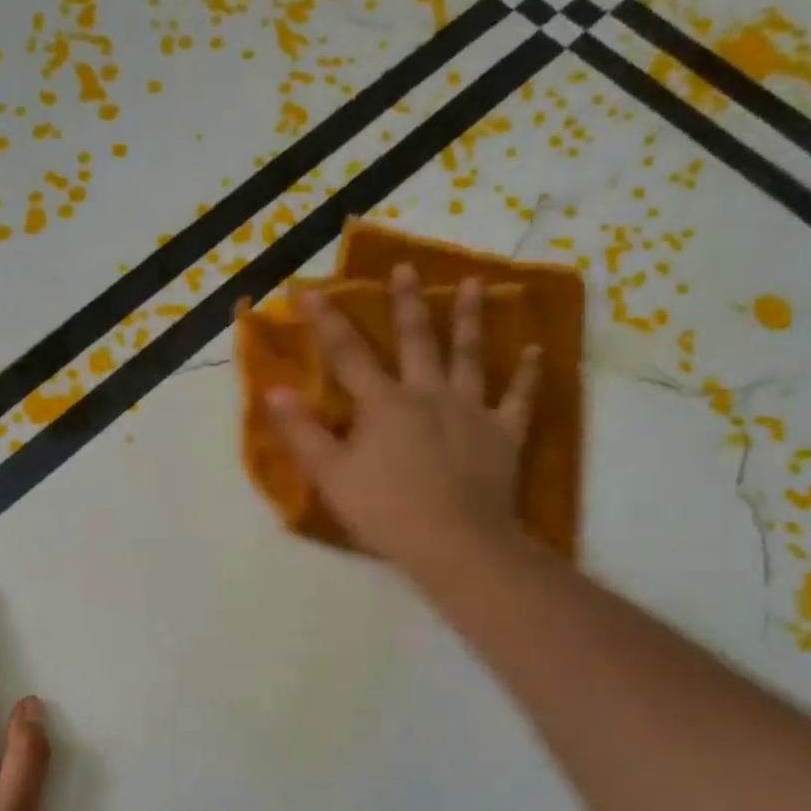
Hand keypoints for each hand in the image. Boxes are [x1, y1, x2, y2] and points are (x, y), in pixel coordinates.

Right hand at [268, 264, 539, 571]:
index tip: (309, 288)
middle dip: (407, 302)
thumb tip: (273, 391)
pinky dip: (528, 375)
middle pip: (416, 340)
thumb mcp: (331, 475)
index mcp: (383, 403)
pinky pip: (518, 398)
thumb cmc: (385, 511)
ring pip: (470, 356)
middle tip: (405, 267)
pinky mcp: (503, 434)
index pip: (347, 353)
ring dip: (469, 319)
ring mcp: (470, 410)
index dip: (325, 319)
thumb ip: (302, 432)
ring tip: (473, 284)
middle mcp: (428, 394)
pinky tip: (536, 352)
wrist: (454, 542)